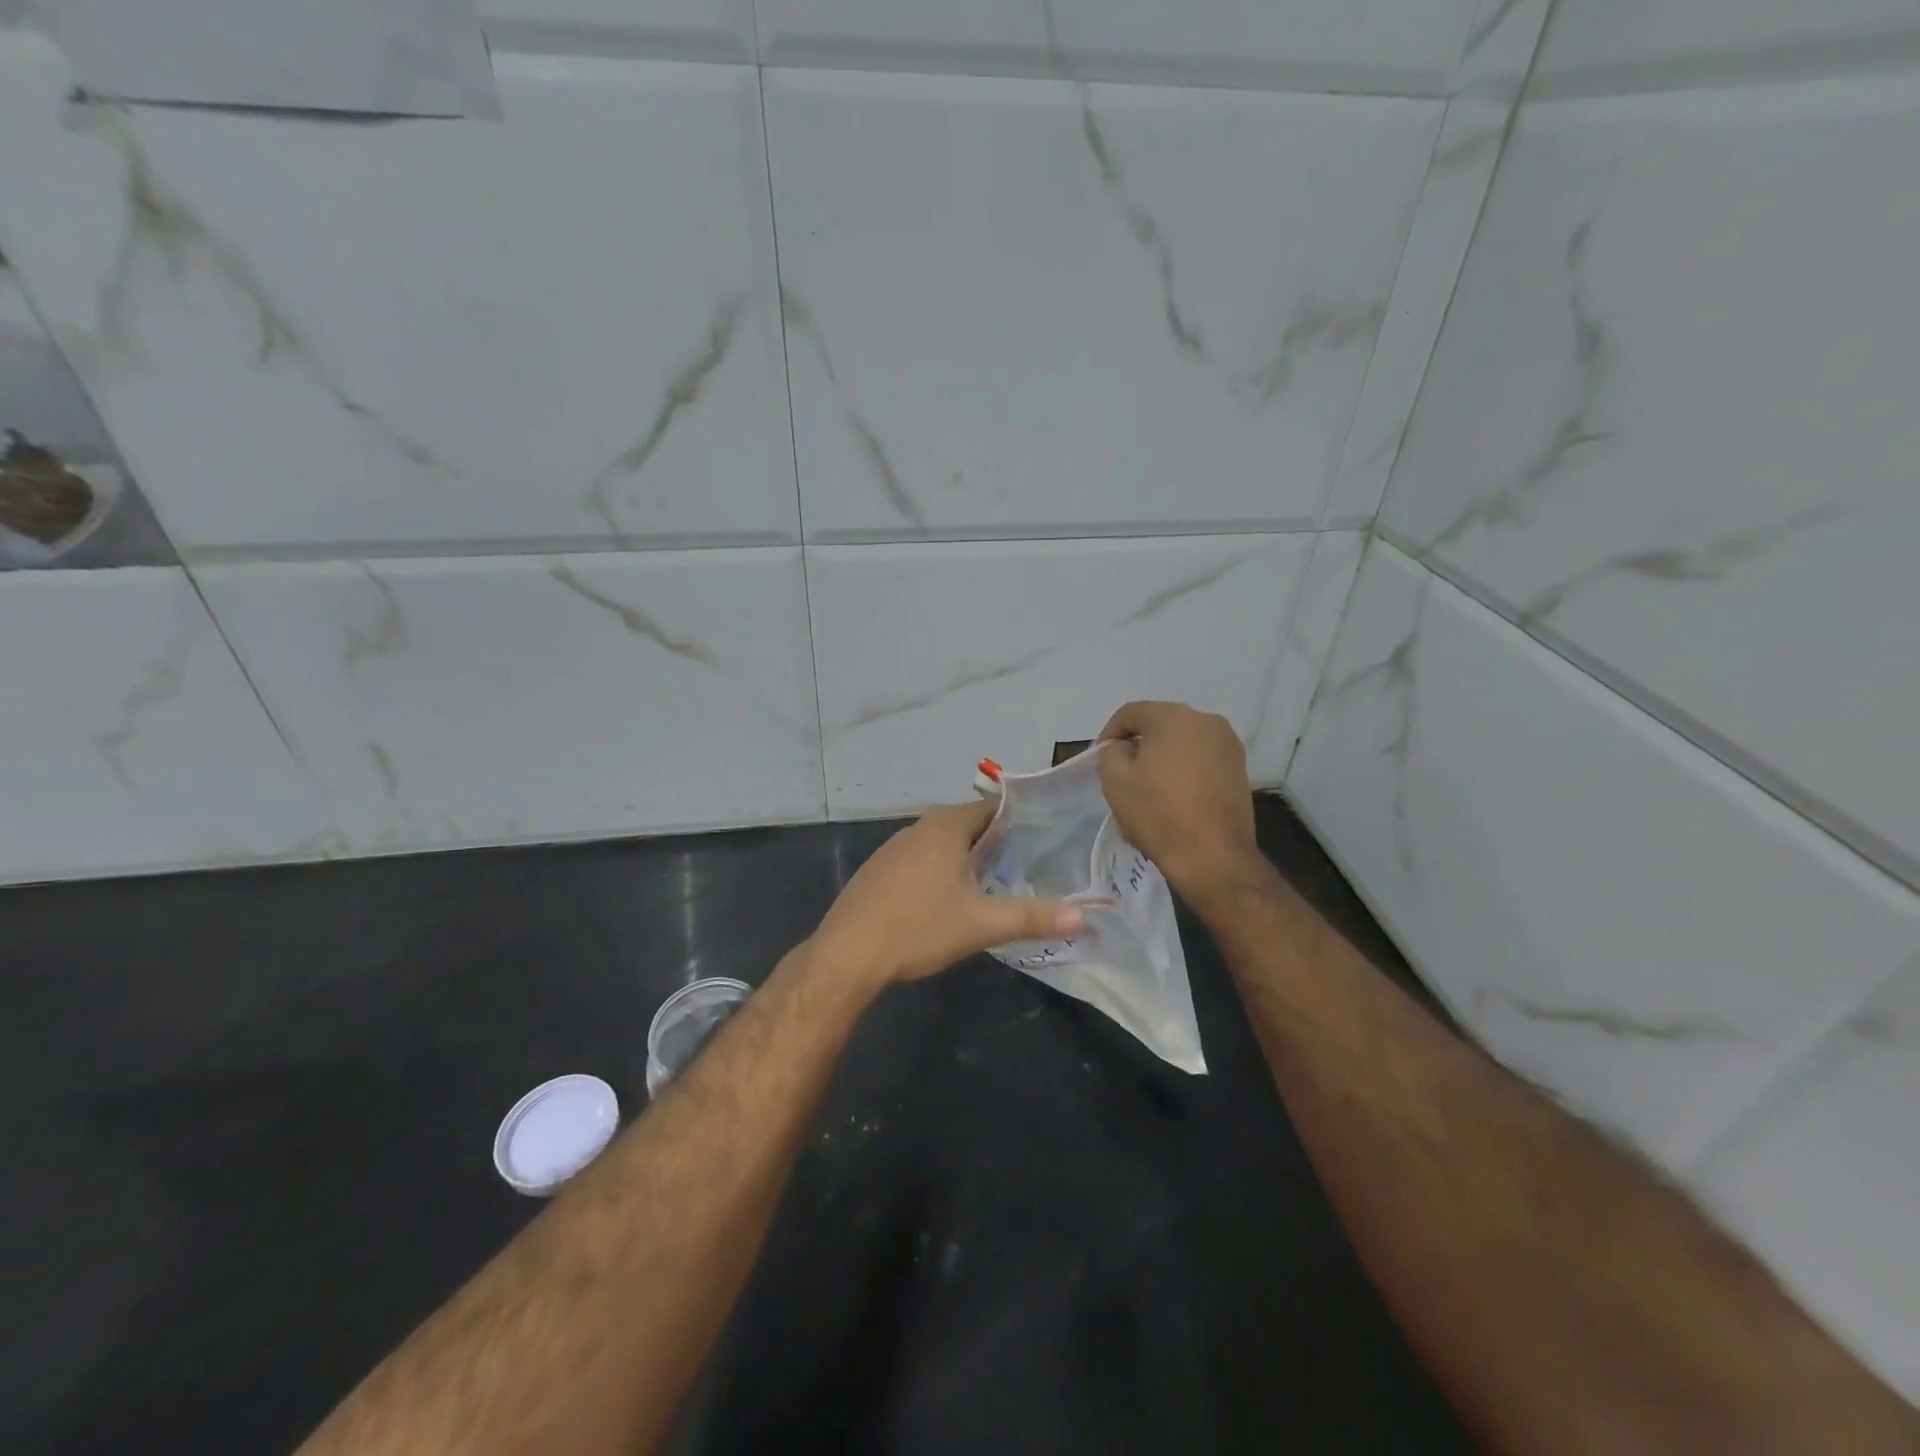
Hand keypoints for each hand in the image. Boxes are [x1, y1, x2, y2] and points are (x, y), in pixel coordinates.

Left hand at [805, 800, 1086, 987]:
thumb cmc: (917, 928)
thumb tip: (1085, 917)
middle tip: (1031, 865)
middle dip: (998, 842)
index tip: (1048, 838)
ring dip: (969, 857)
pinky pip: (922, 859)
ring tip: (998, 882)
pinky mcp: (880, 870)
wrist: (847, 954)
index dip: (1021, 820)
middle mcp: (919, 827)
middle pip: (969, 824)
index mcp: (946, 826)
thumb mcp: (981, 925)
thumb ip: (1033, 917)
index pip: (993, 808)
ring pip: (944, 843)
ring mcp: (895, 847)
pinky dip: (942, 869)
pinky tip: (950, 898)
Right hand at [1098, 701, 1261, 900]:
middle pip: (1159, 725)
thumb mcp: (1115, 780)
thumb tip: (1126, 748)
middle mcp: (1206, 721)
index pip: (1130, 713)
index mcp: (1174, 716)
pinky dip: (1183, 772)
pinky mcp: (1240, 769)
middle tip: (1123, 775)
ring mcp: (1228, 745)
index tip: (1101, 760)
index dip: (1109, 734)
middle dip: (1138, 746)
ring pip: (1182, 744)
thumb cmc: (1159, 813)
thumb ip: (1112, 752)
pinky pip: (1201, 760)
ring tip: (1148, 790)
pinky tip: (1173, 800)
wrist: (1213, 857)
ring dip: (1162, 760)